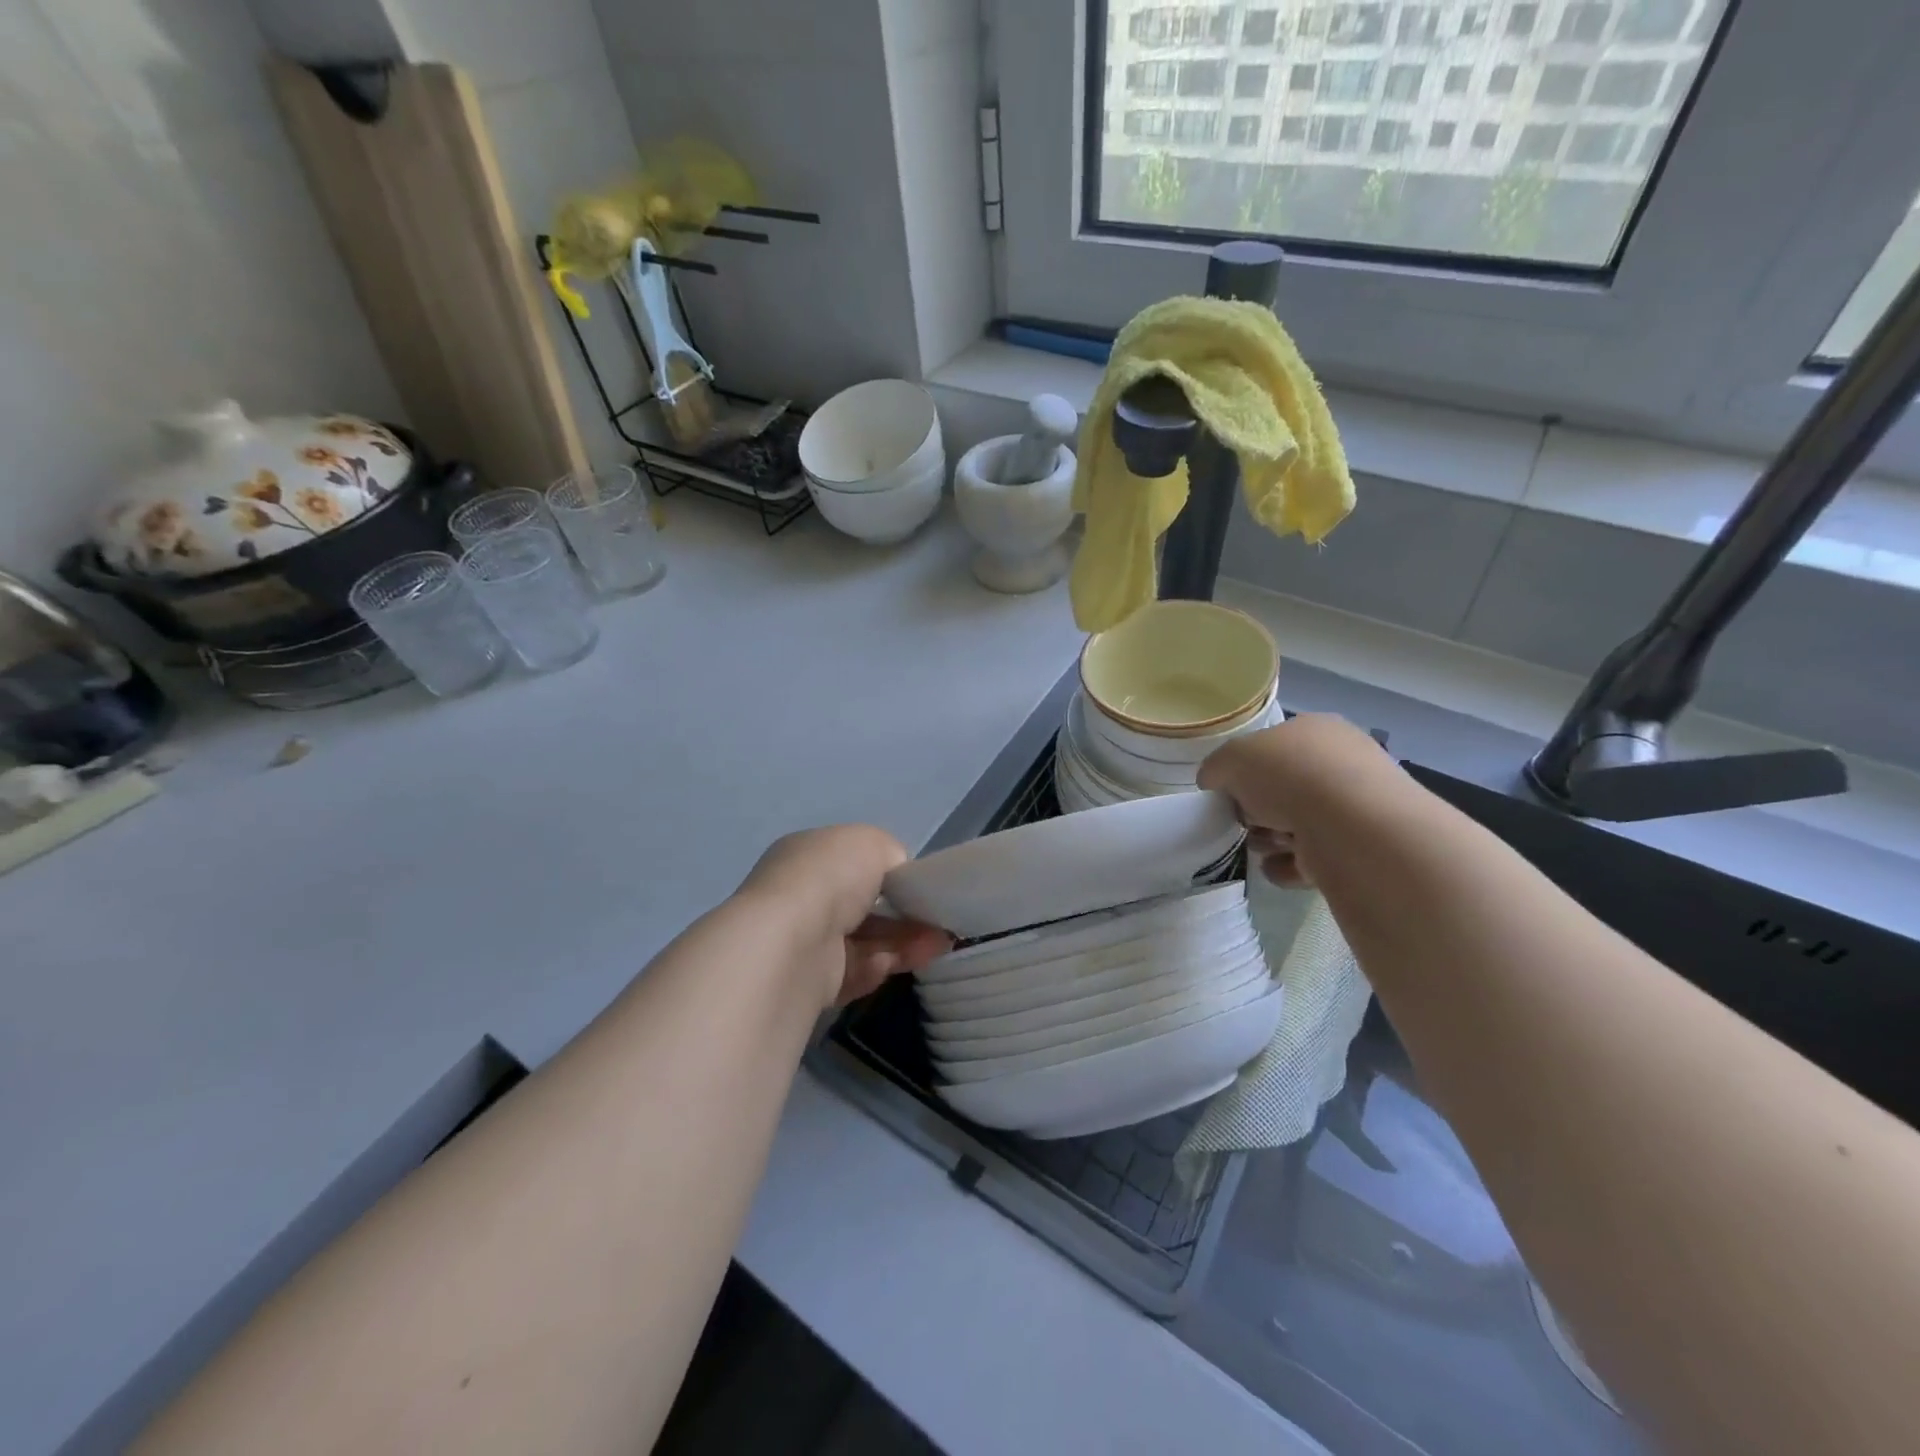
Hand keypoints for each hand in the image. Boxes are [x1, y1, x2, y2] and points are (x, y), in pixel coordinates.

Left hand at [739, 825, 951, 1006]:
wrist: (792, 942)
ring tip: (939, 944)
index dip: (887, 873)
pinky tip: (892, 964)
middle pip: (862, 907)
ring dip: (902, 942)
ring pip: (863, 942)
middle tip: (939, 922)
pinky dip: (877, 968)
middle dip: (902, 914)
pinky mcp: (810, 982)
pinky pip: (853, 973)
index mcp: (807, 856)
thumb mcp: (872, 843)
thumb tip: (896, 876)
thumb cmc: (831, 877)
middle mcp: (800, 897)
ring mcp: (803, 941)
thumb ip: (890, 854)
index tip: (918, 885)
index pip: (851, 863)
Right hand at [1197, 714, 1395, 886]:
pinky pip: (1314, 856)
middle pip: (1285, 787)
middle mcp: (1343, 761)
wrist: (1350, 826)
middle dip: (1258, 809)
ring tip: (1262, 846)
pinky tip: (1276, 868)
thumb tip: (1215, 782)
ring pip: (1299, 822)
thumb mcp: (1231, 758)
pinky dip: (1290, 865)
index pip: (1274, 746)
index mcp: (1316, 729)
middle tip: (1243, 821)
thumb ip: (1216, 768)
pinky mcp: (1362, 847)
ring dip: (1272, 838)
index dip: (1246, 769)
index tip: (1229, 791)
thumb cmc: (1288, 776)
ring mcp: (1357, 806)